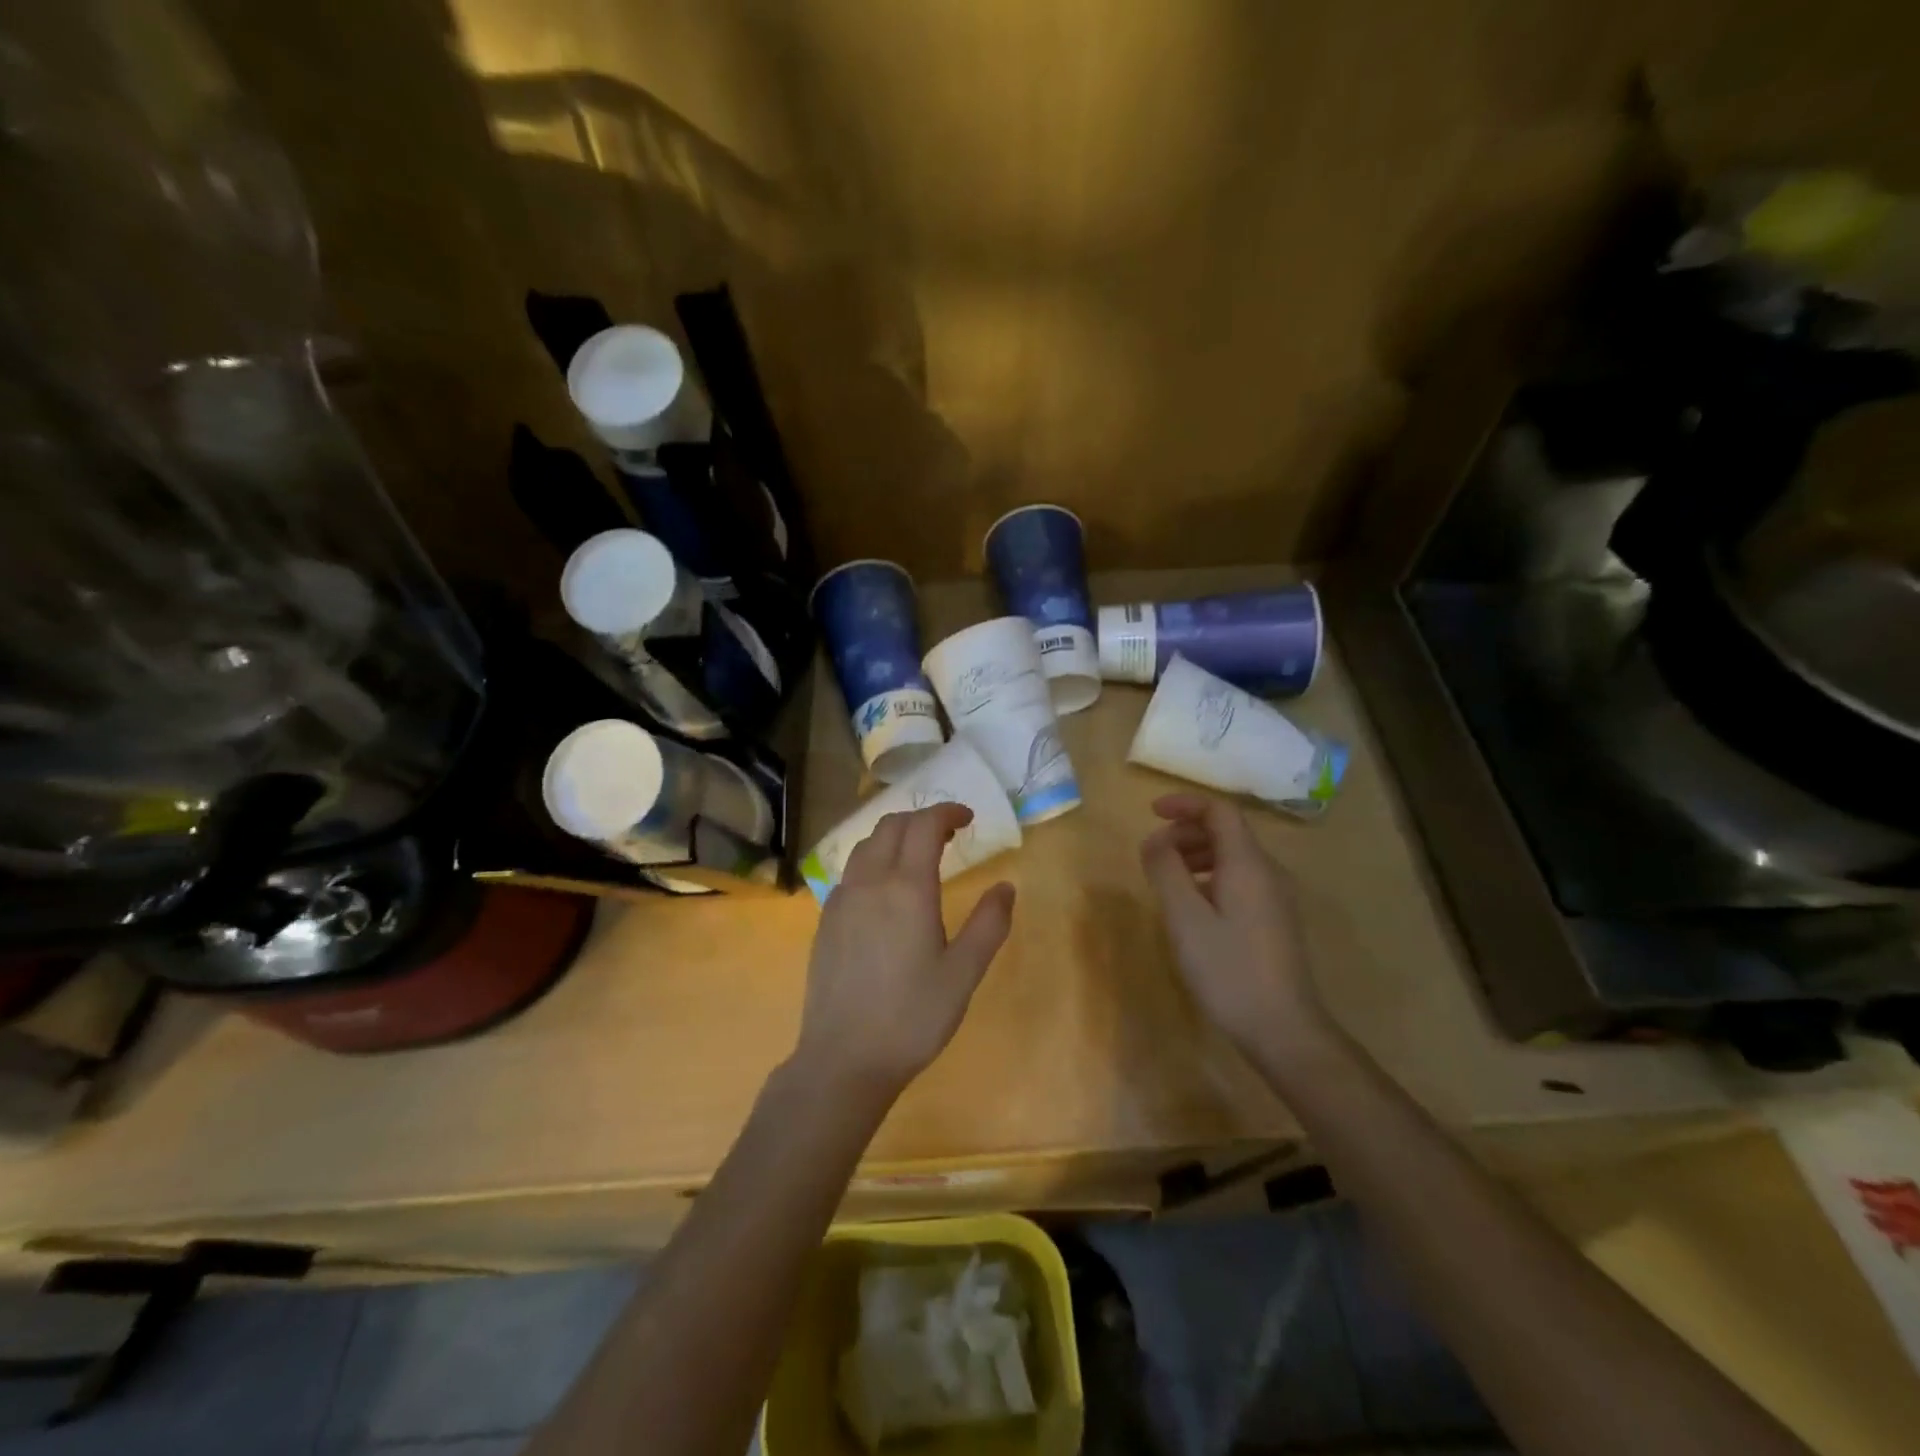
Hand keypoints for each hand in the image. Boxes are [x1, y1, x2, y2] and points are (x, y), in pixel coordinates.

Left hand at [793, 804, 1015, 1105]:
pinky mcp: (826, 920)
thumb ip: (989, 924)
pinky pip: (851, 871)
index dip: (946, 812)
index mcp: (907, 888)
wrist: (844, 1059)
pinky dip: (873, 860)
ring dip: (894, 836)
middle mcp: (869, 882)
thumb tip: (1006, 887)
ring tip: (918, 855)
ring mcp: (841, 900)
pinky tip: (886, 890)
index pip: (924, 825)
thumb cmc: (913, 1017)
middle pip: (891, 825)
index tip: (967, 818)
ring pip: (866, 845)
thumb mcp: (964, 973)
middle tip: (948, 834)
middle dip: (921, 818)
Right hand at [1139, 793, 1340, 1071]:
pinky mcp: (1274, 921)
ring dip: (1196, 855)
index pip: (1220, 811)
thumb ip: (1166, 870)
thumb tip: (1154, 840)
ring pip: (1233, 857)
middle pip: (1227, 831)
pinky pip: (1240, 880)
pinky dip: (1210, 877)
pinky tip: (1192, 907)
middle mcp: (1268, 873)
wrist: (1283, 1030)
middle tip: (1153, 853)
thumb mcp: (1185, 918)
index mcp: (1248, 864)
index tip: (1151, 812)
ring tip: (1167, 878)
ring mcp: (1275, 898)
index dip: (1185, 804)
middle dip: (1186, 831)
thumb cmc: (1229, 970)